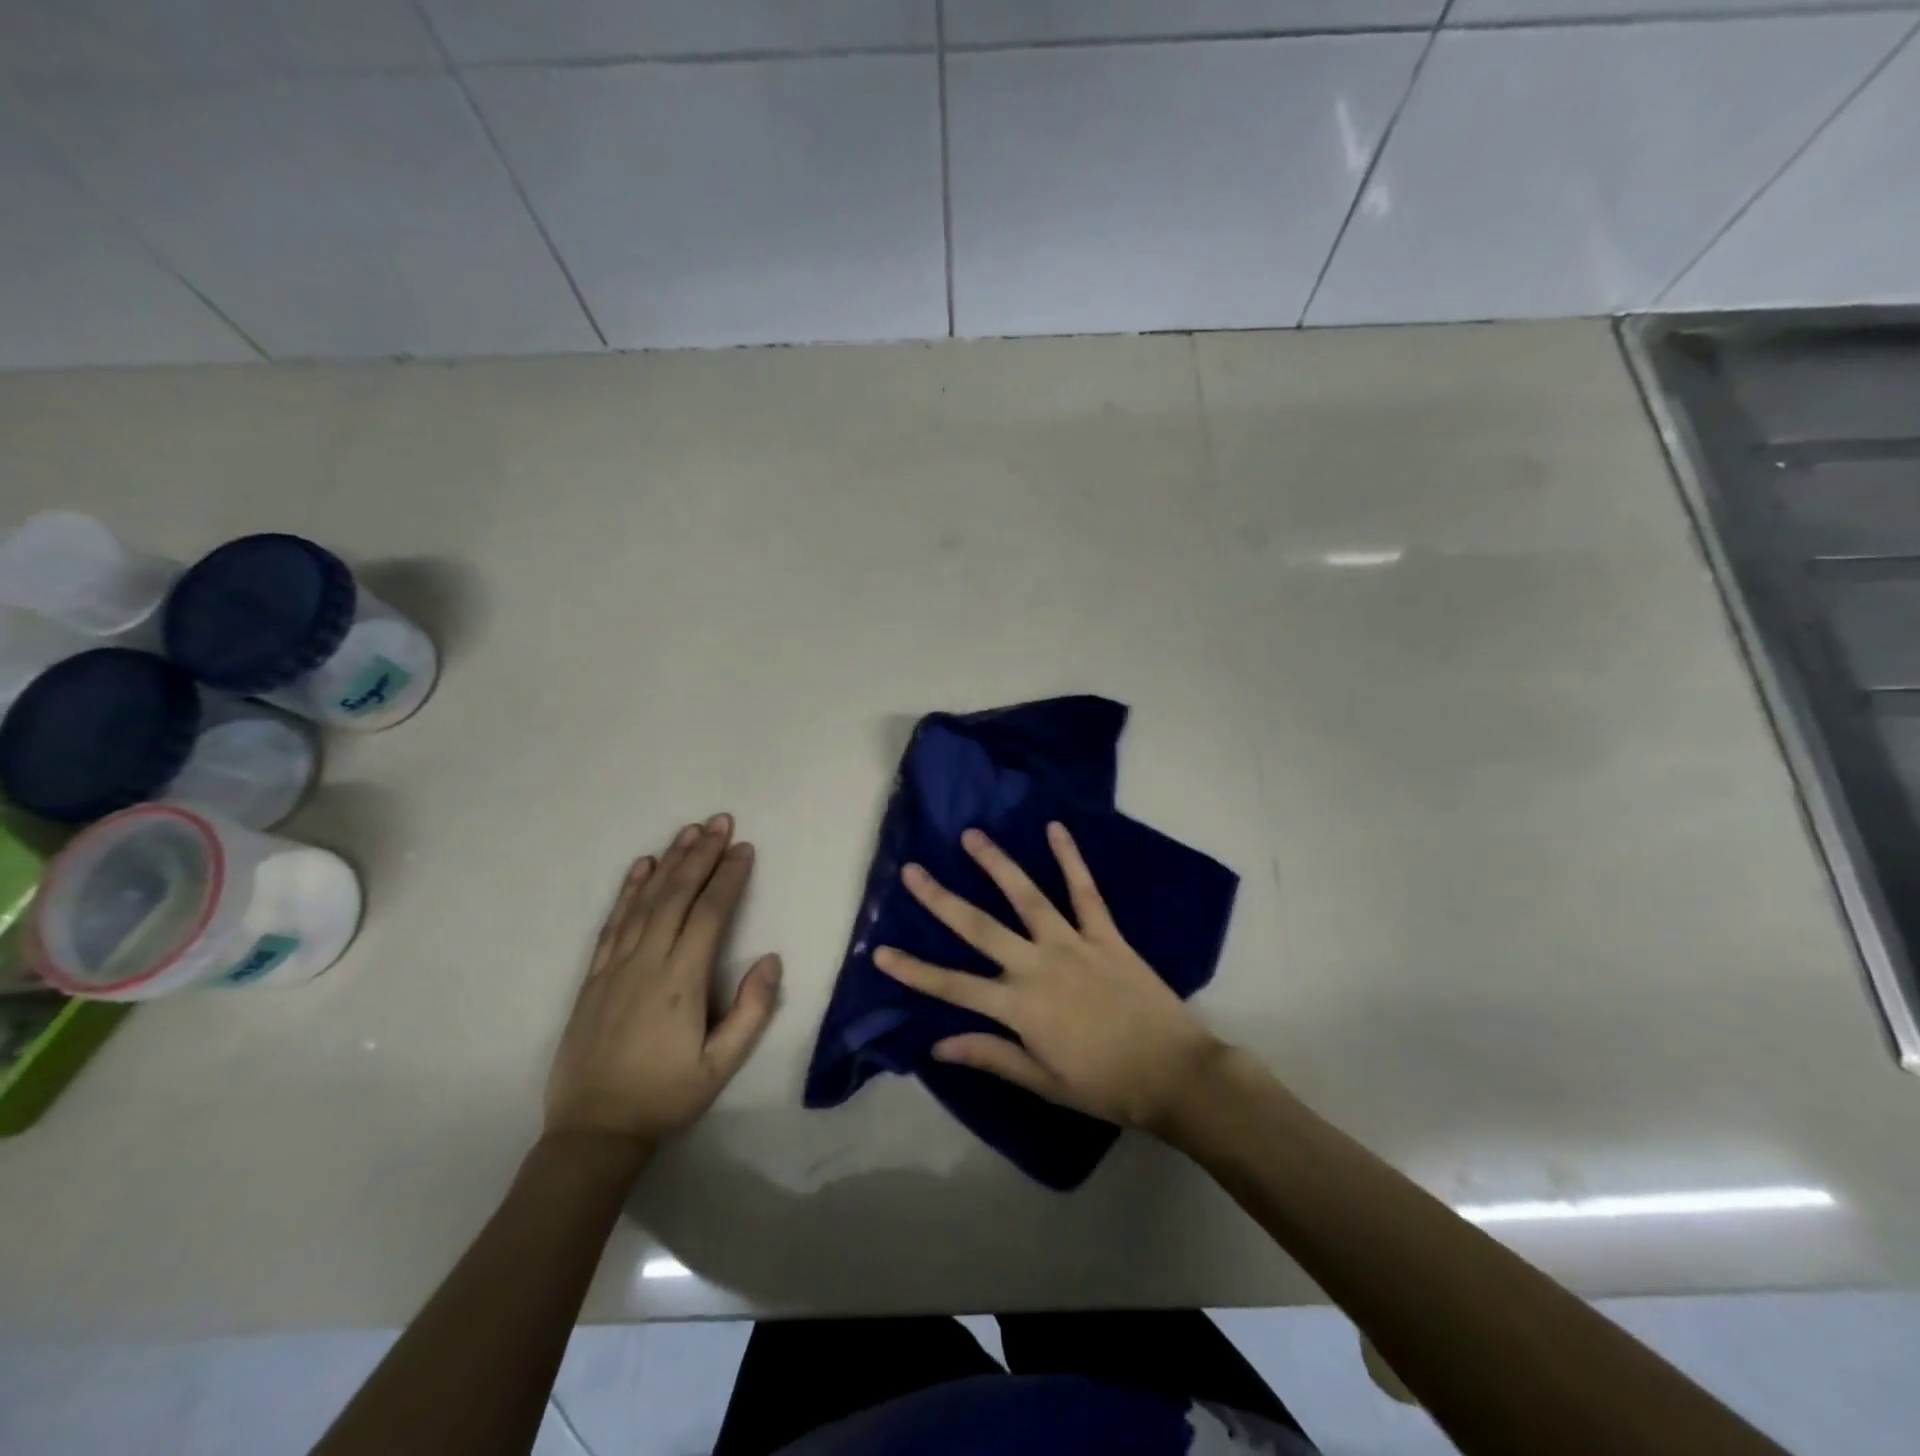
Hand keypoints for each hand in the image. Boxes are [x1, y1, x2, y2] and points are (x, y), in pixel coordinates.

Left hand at [545, 814, 781, 1147]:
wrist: (593, 1130)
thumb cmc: (666, 1096)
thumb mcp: (721, 1066)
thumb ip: (751, 1011)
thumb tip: (771, 959)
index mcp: (681, 982)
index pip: (709, 914)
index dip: (728, 878)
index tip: (744, 848)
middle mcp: (647, 962)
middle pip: (677, 895)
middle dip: (701, 855)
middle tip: (720, 821)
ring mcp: (616, 966)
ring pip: (645, 901)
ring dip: (669, 862)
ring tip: (689, 831)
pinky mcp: (594, 976)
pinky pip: (613, 922)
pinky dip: (628, 890)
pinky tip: (641, 866)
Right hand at [873, 822, 1219, 1131]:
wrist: (1174, 1074)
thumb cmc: (1106, 1085)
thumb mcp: (1043, 1082)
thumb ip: (991, 1055)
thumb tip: (937, 1044)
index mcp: (1020, 1007)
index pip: (953, 986)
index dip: (915, 970)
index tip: (880, 950)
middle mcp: (1038, 966)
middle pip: (979, 928)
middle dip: (941, 900)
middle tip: (913, 870)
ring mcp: (1073, 944)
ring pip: (1027, 897)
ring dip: (997, 864)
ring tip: (971, 836)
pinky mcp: (1106, 934)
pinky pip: (1086, 891)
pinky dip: (1071, 858)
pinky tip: (1056, 828)